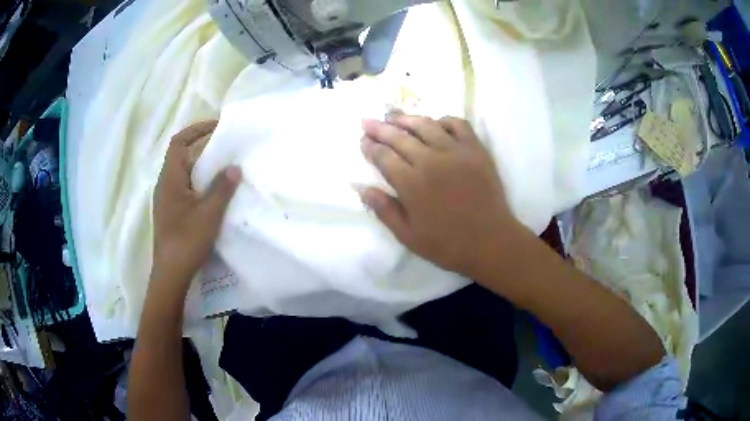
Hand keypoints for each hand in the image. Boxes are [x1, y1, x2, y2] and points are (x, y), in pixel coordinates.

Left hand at [152, 120, 241, 289]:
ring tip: (223, 167)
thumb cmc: (186, 241)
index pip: (179, 142)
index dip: (197, 130)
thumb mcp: (208, 214)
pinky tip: (214, 193)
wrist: (171, 274)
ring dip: (202, 166)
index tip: (218, 127)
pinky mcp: (171, 212)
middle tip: (226, 147)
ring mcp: (167, 200)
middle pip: (182, 156)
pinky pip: (185, 187)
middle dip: (203, 147)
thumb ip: (222, 188)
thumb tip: (234, 166)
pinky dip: (199, 182)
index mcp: (170, 179)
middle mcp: (165, 185)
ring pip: (184, 173)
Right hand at [360, 115, 520, 275]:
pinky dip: (443, 120)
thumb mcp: (408, 236)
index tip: (362, 140)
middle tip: (367, 121)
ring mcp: (455, 151)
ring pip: (425, 125)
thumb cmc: (448, 244)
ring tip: (393, 116)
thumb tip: (363, 189)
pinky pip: (457, 124)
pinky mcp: (475, 149)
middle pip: (399, 136)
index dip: (370, 146)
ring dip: (406, 119)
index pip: (383, 156)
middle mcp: (430, 160)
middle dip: (379, 128)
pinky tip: (434, 124)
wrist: (491, 241)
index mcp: (411, 183)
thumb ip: (385, 210)